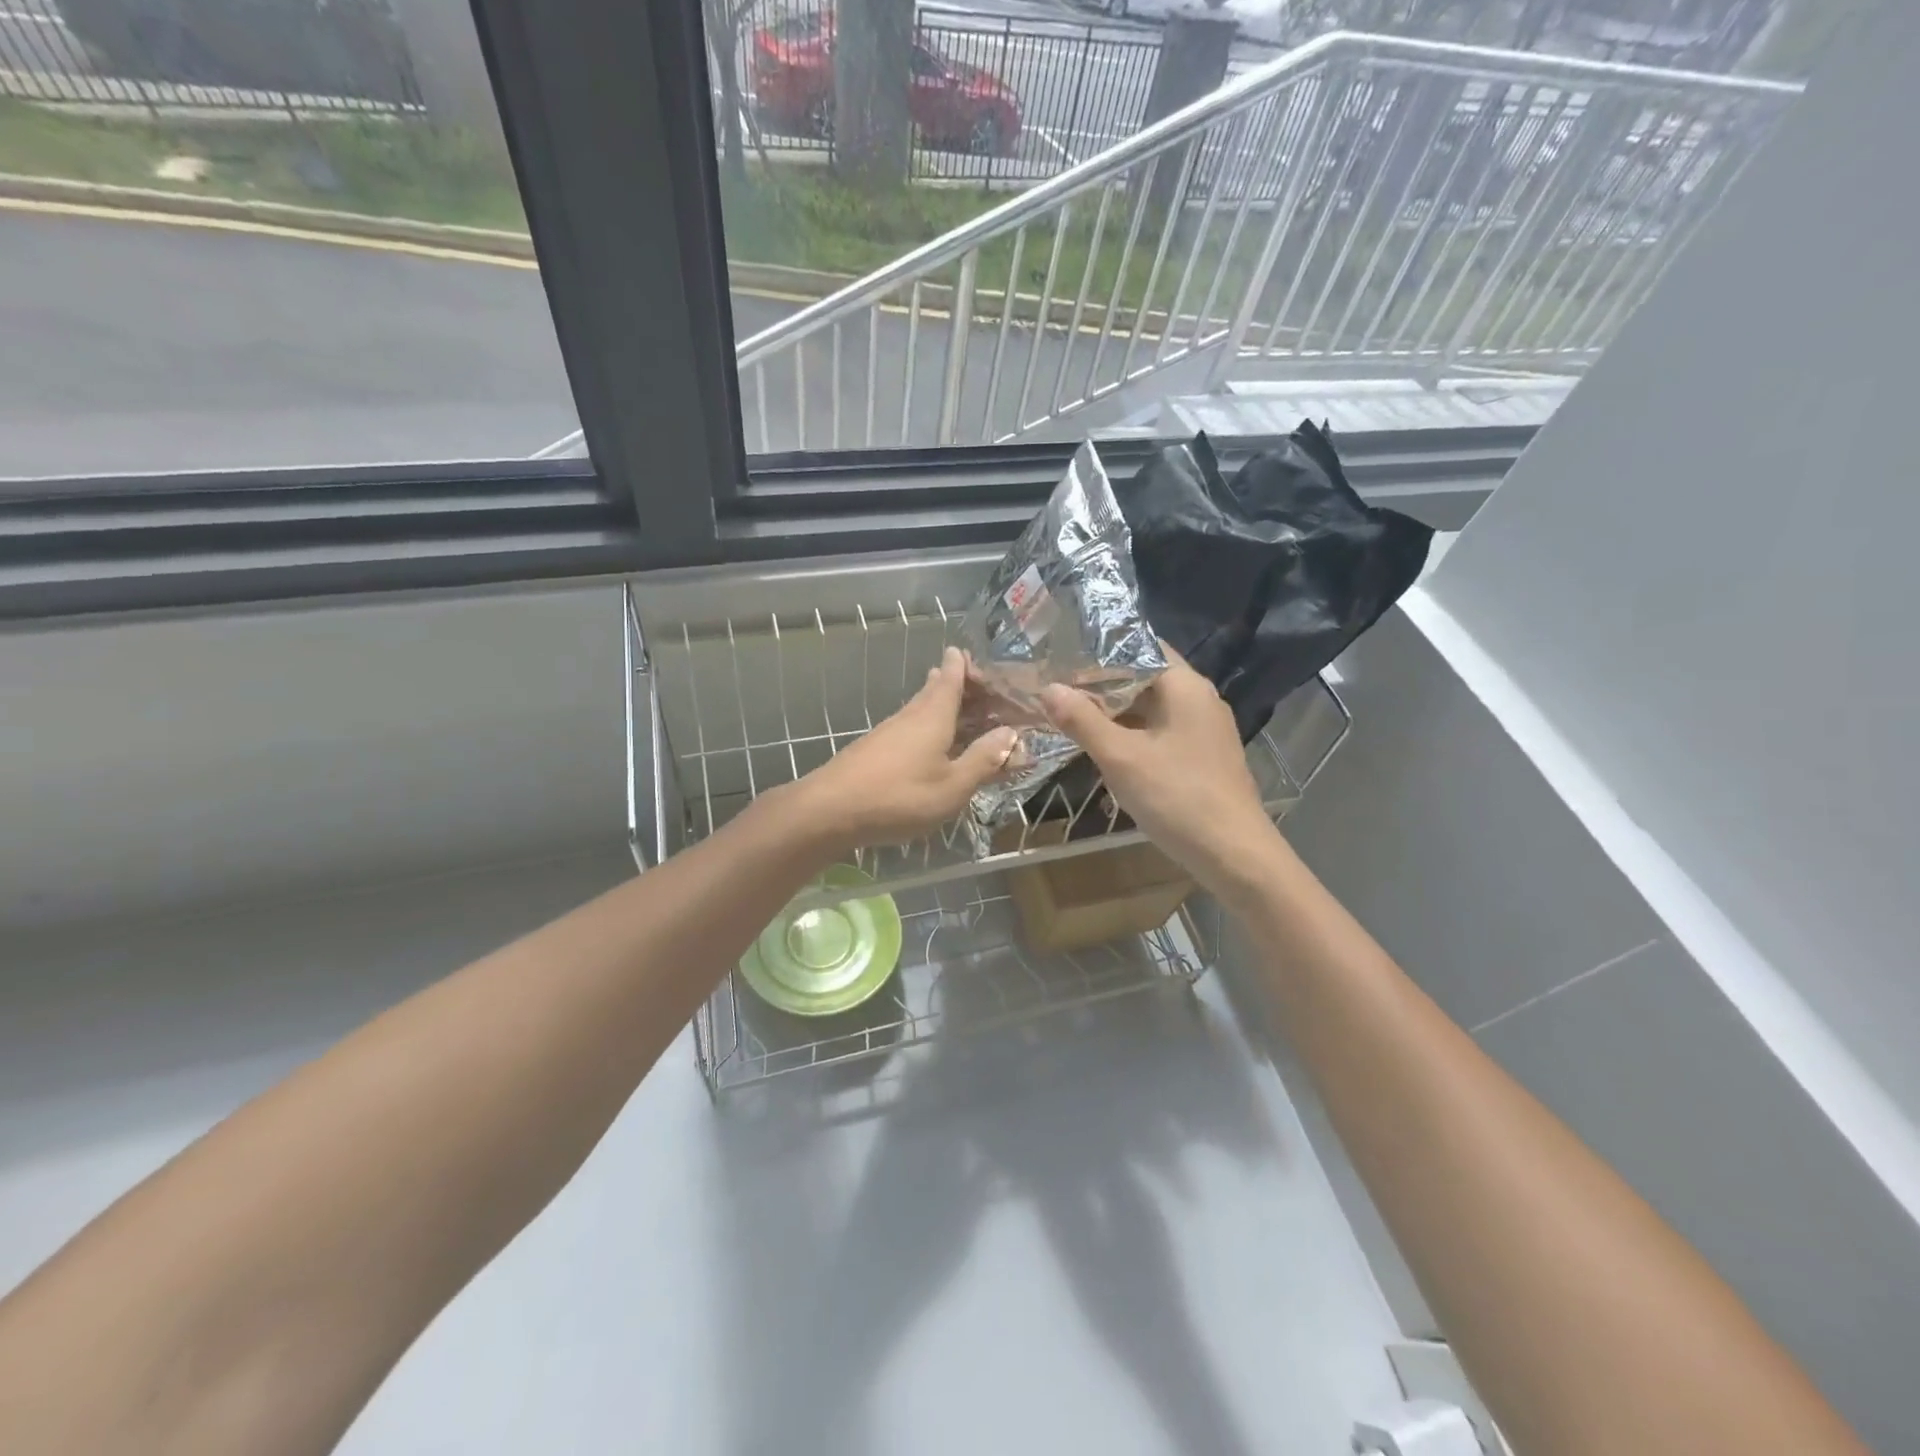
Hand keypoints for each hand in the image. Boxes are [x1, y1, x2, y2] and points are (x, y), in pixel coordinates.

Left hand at [794, 646, 1018, 851]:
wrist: (830, 811)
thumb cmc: (900, 796)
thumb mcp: (953, 785)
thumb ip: (984, 760)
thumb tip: (1012, 733)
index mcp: (934, 714)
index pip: (953, 676)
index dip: (966, 666)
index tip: (979, 661)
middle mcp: (911, 715)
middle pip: (937, 689)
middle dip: (958, 684)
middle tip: (980, 687)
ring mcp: (889, 732)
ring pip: (921, 708)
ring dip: (943, 705)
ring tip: (961, 707)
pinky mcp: (875, 750)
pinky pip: (911, 728)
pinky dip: (929, 727)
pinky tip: (930, 743)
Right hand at [1041, 651, 1278, 900]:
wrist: (1234, 855)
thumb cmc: (1177, 797)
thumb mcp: (1121, 758)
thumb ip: (1083, 720)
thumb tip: (1049, 688)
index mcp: (1185, 686)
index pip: (1141, 646)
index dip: (1101, 649)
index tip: (1062, 653)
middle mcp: (1199, 699)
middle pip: (1144, 677)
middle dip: (1101, 683)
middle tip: (1056, 685)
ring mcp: (1204, 730)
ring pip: (1151, 708)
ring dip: (1114, 712)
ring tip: (1070, 713)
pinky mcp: (1202, 756)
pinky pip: (1160, 732)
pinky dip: (1132, 734)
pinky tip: (1103, 747)